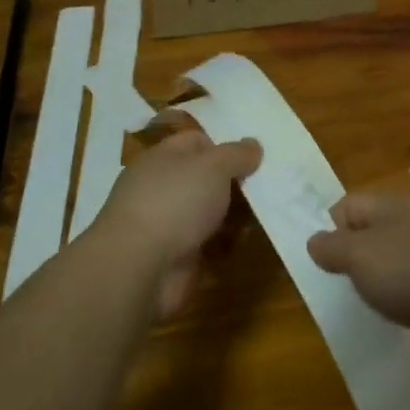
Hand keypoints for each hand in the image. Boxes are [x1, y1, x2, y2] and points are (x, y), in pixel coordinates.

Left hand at [97, 129, 261, 317]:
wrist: (139, 267)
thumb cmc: (174, 202)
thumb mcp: (212, 166)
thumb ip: (236, 154)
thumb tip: (253, 145)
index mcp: (164, 159)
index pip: (197, 142)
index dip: (225, 146)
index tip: (255, 157)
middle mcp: (164, 188)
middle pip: (207, 179)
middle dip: (237, 183)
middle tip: (270, 185)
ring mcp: (170, 224)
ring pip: (211, 213)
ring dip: (237, 215)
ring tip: (267, 214)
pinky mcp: (178, 256)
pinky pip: (210, 244)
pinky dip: (228, 244)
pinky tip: (250, 242)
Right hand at [306, 191, 409, 337]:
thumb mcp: (360, 255)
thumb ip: (332, 247)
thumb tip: (314, 239)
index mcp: (388, 205)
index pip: (345, 205)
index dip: (329, 230)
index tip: (324, 263)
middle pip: (368, 233)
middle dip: (352, 259)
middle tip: (342, 287)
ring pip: (391, 259)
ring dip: (378, 281)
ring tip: (371, 304)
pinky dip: (402, 296)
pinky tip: (401, 313)